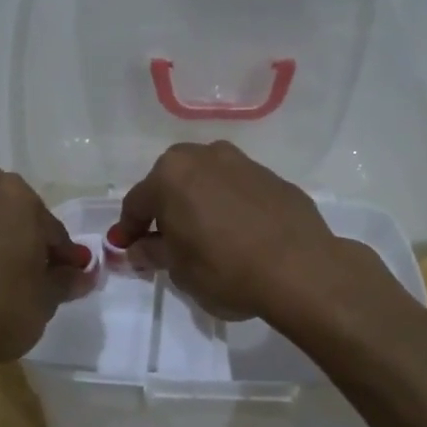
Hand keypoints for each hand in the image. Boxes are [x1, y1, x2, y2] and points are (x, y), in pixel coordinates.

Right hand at [106, 142, 353, 321]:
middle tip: (164, 241)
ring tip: (204, 236)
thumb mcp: (178, 270)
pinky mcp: (273, 178)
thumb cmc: (225, 269)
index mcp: (171, 175)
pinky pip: (237, 191)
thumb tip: (139, 249)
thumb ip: (153, 253)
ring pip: (206, 182)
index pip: (137, 203)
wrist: (300, 269)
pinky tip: (237, 234)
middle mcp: (204, 156)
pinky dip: (229, 207)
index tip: (125, 250)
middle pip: (171, 183)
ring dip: (198, 204)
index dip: (128, 230)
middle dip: (164, 210)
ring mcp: (243, 163)